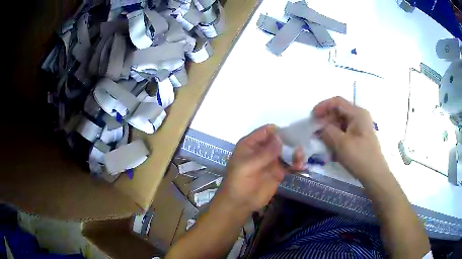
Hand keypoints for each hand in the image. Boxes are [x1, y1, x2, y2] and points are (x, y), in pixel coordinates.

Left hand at [218, 125, 294, 211]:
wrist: (239, 203)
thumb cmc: (238, 182)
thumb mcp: (247, 166)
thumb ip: (264, 153)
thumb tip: (280, 138)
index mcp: (251, 144)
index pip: (266, 131)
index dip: (278, 131)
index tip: (292, 134)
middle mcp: (262, 150)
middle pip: (279, 140)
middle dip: (290, 141)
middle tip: (300, 146)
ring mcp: (271, 161)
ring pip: (286, 151)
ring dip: (295, 152)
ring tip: (301, 158)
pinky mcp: (278, 172)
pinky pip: (289, 164)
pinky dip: (296, 164)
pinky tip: (301, 167)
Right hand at [313, 97, 390, 182]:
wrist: (374, 175)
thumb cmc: (359, 157)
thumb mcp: (341, 144)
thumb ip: (327, 131)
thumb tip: (319, 126)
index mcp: (358, 113)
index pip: (337, 102)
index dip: (323, 106)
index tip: (313, 117)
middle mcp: (360, 117)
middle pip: (339, 112)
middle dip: (326, 120)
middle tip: (316, 132)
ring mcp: (360, 128)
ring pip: (341, 123)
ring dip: (330, 130)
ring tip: (322, 142)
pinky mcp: (359, 138)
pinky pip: (345, 133)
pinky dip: (336, 137)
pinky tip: (331, 148)